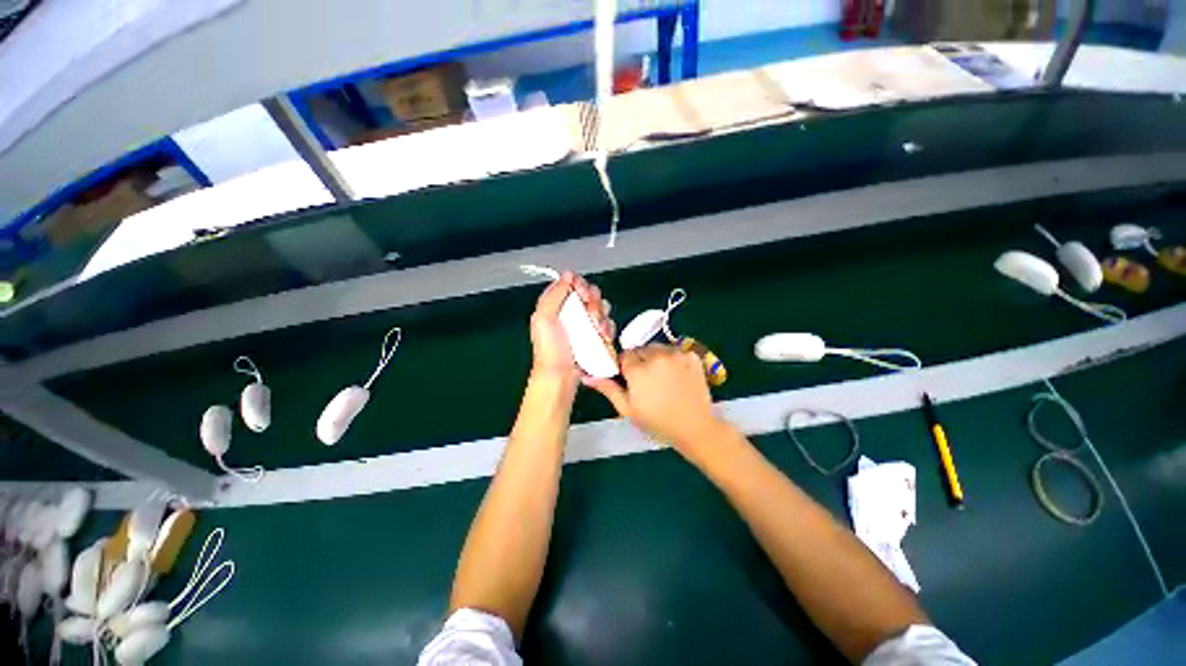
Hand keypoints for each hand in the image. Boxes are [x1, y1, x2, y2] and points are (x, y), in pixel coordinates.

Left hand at [530, 272, 613, 385]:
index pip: (572, 283)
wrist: (560, 376)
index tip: (580, 294)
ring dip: (601, 315)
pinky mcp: (595, 335)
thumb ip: (554, 294)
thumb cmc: (550, 349)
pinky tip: (603, 335)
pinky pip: (607, 323)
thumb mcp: (544, 319)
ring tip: (597, 329)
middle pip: (590, 293)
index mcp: (556, 303)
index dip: (579, 285)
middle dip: (593, 301)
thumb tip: (567, 275)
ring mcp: (584, 323)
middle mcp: (571, 311)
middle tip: (589, 314)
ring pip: (601, 307)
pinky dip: (607, 327)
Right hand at [584, 344, 725, 457]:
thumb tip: (587, 376)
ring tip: (663, 376)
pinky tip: (677, 375)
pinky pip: (676, 350)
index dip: (626, 367)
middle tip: (647, 380)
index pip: (625, 355)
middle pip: (641, 349)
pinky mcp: (692, 356)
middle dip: (641, 360)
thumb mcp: (627, 409)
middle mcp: (656, 356)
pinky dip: (674, 359)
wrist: (694, 427)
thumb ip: (608, 389)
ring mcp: (676, 354)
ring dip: (657, 357)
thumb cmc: (657, 421)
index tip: (631, 379)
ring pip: (659, 347)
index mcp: (638, 369)